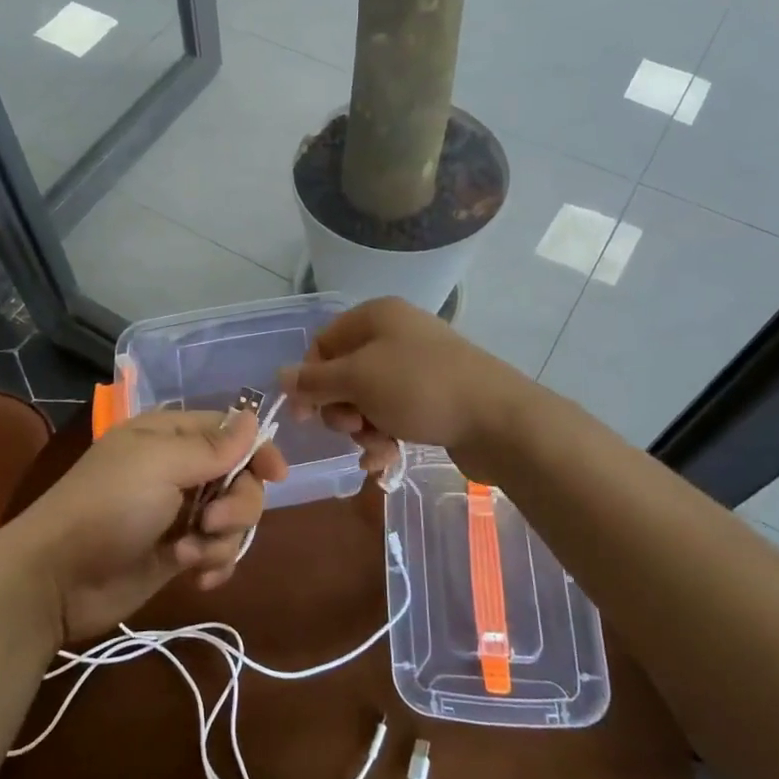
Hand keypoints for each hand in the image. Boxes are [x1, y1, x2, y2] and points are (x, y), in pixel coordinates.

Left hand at [8, 409, 287, 643]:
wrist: (56, 579)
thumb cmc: (107, 507)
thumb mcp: (160, 466)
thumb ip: (212, 446)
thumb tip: (254, 417)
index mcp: (170, 436)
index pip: (231, 432)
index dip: (257, 450)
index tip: (276, 475)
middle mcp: (179, 470)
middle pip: (240, 479)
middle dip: (236, 504)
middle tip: (210, 521)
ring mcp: (179, 514)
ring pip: (233, 520)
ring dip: (221, 540)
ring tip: (188, 556)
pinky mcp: (177, 554)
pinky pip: (218, 552)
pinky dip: (214, 564)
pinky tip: (195, 578)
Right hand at [280, 297, 533, 479]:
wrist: (498, 419)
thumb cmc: (419, 388)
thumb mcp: (358, 380)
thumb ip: (314, 380)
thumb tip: (280, 376)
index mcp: (376, 316)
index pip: (324, 343)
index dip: (310, 378)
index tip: (306, 414)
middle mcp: (395, 334)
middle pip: (344, 375)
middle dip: (342, 409)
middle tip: (352, 427)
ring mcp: (417, 366)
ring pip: (368, 400)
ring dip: (363, 429)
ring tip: (378, 448)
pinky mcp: (433, 397)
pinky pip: (394, 414)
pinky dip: (385, 437)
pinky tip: (386, 461)